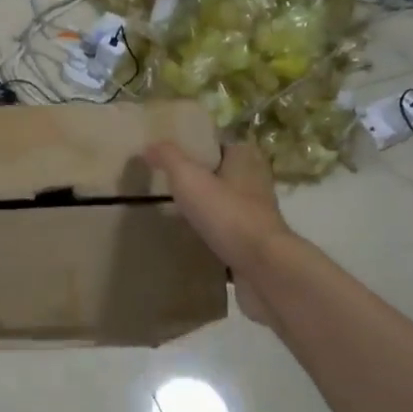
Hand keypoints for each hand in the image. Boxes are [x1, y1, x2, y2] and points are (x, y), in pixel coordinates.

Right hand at [146, 141, 293, 322]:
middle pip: (223, 173)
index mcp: (245, 159)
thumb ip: (168, 157)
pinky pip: (227, 231)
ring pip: (225, 203)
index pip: (220, 144)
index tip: (172, 154)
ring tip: (173, 210)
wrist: (263, 267)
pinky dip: (211, 233)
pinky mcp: (254, 242)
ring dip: (206, 206)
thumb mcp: (189, 177)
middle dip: (200, 177)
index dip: (198, 147)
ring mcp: (257, 214)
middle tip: (167, 182)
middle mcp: (255, 182)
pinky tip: (189, 237)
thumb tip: (149, 145)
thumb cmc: (227, 214)